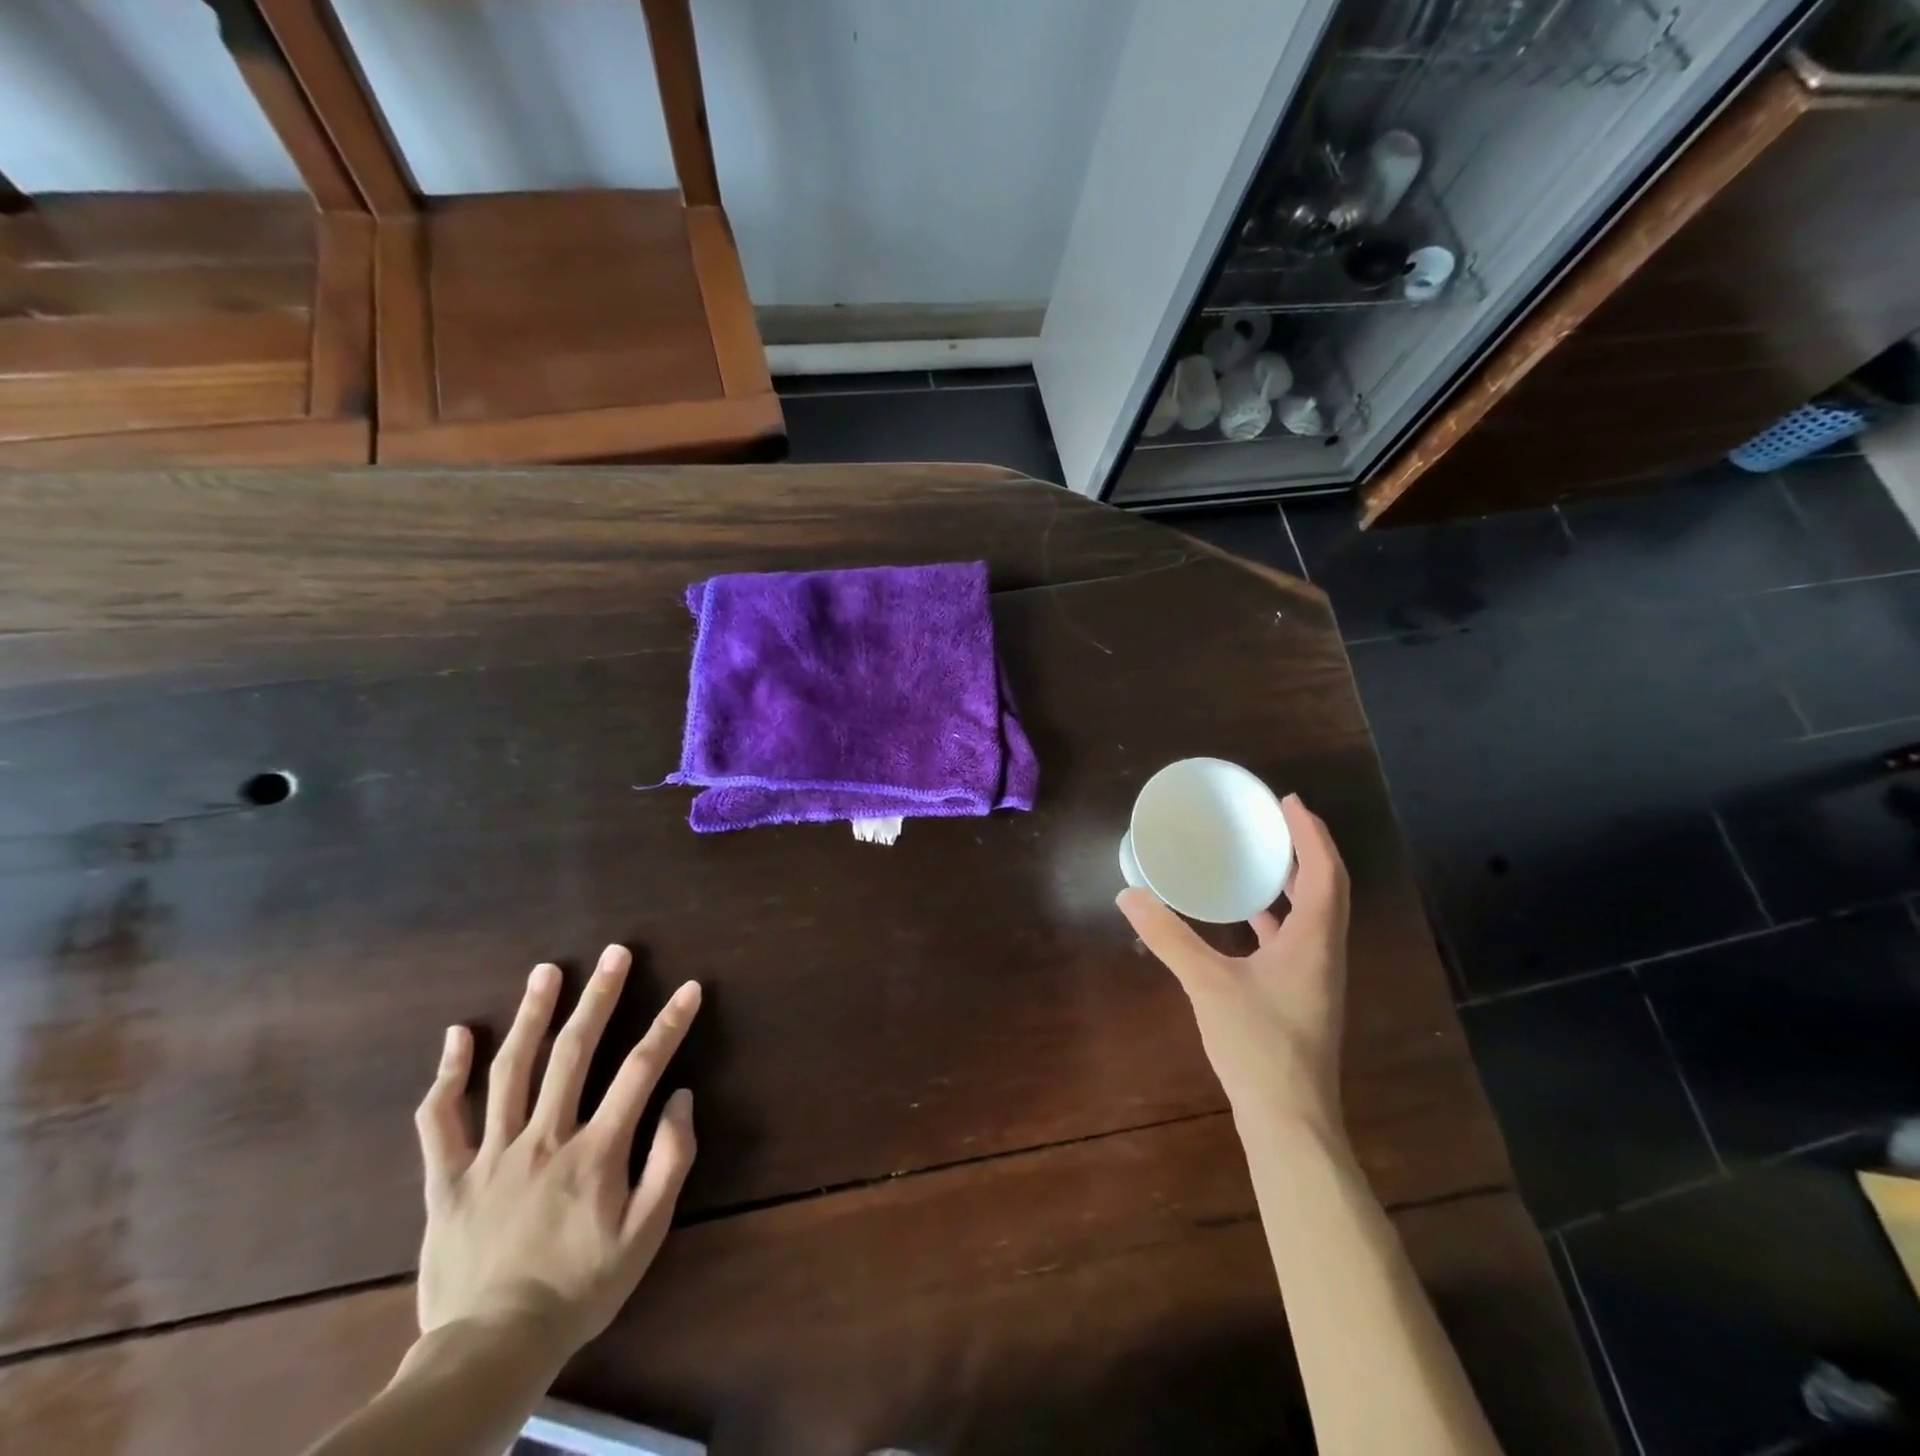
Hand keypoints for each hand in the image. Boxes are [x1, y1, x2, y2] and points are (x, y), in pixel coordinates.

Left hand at [412, 946, 700, 1359]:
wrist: (491, 1351)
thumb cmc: (581, 1288)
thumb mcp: (646, 1234)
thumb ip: (670, 1161)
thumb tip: (682, 1098)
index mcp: (595, 1152)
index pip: (640, 1070)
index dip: (669, 1024)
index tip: (689, 988)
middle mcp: (544, 1139)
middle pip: (573, 1052)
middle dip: (599, 997)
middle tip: (614, 953)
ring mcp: (490, 1155)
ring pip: (510, 1070)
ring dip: (531, 1014)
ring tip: (547, 970)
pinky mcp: (447, 1178)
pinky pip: (440, 1119)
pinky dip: (447, 1074)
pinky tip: (459, 1034)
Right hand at [1118, 794, 1349, 1137]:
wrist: (1290, 1121)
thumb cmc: (1258, 1045)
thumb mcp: (1207, 984)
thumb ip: (1168, 938)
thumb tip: (1129, 895)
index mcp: (1313, 941)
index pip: (1325, 873)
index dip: (1312, 834)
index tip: (1289, 802)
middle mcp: (1325, 953)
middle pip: (1327, 889)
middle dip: (1306, 850)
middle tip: (1275, 822)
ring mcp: (1316, 978)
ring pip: (1315, 915)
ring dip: (1295, 882)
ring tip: (1262, 859)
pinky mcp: (1303, 997)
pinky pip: (1297, 939)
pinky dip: (1278, 917)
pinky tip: (1249, 919)